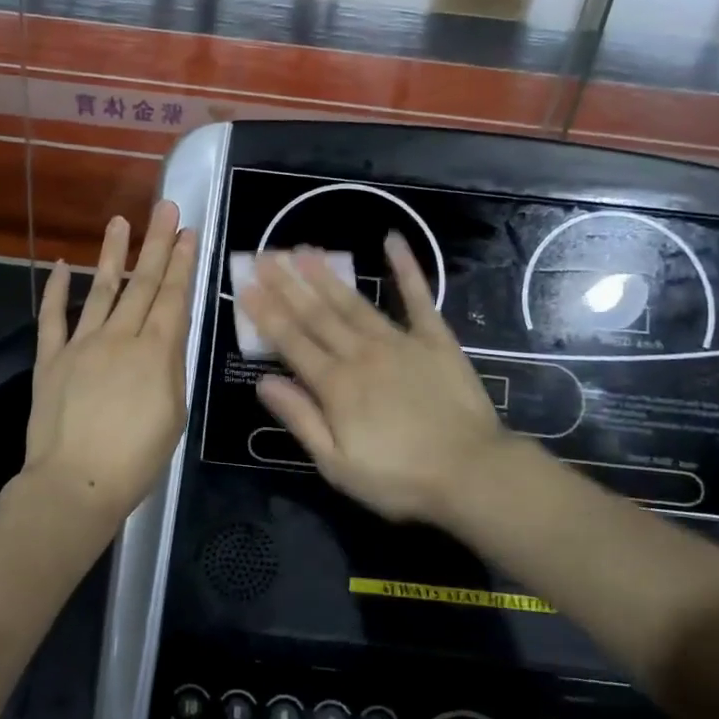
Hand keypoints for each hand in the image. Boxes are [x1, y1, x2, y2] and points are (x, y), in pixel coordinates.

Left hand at [22, 201, 197, 526]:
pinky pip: (51, 318)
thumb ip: (170, 368)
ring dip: (112, 254)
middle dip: (156, 244)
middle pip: (141, 284)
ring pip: (100, 289)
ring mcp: (80, 345)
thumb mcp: (173, 414)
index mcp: (154, 352)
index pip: (172, 297)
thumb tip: (166, 336)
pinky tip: (60, 265)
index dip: (181, 263)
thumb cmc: (136, 459)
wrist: (75, 484)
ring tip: (121, 221)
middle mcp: (119, 337)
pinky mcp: (49, 359)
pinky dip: (55, 291)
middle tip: (164, 208)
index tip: (187, 232)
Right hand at [240, 234, 514, 523]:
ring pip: (354, 302)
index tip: (245, 285)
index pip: (291, 342)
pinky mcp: (434, 339)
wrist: (473, 473)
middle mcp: (361, 354)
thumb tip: (263, 382)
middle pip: (317, 314)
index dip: (266, 313)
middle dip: (287, 285)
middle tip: (264, 255)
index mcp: (336, 385)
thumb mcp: (337, 464)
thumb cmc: (399, 478)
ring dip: (326, 275)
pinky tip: (392, 241)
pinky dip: (406, 268)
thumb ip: (300, 419)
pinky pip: (417, 298)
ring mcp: (399, 342)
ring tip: (303, 250)